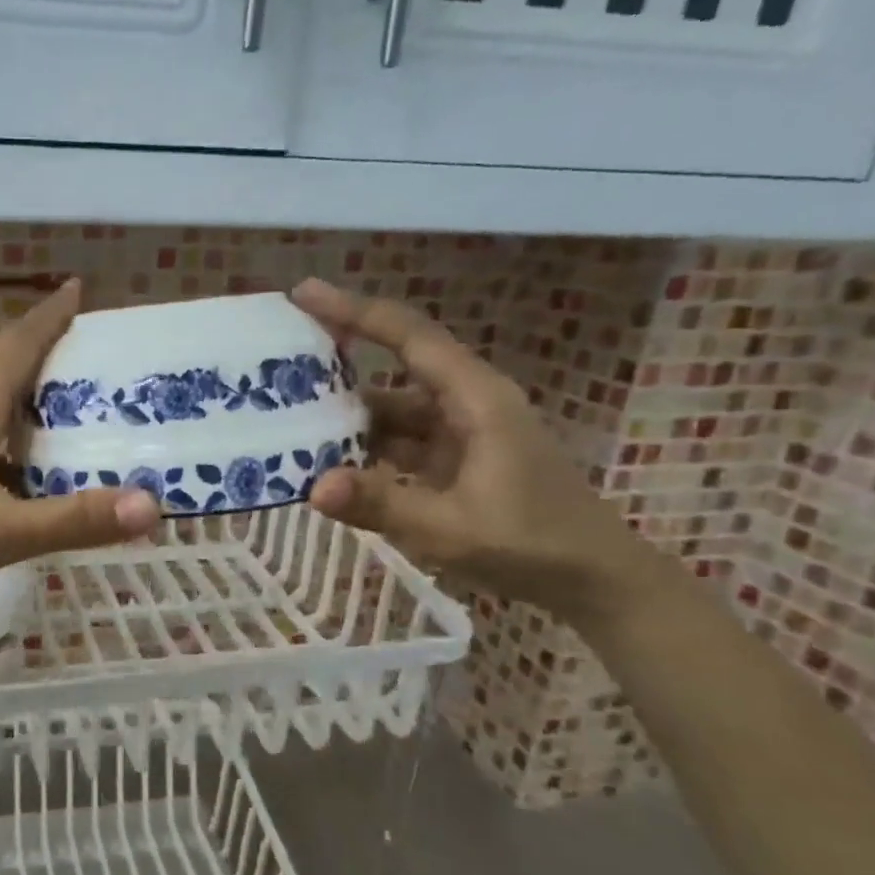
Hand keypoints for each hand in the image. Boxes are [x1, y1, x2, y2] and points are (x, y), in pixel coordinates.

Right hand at [292, 278, 656, 618]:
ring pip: (394, 410)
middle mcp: (467, 404)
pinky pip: (401, 442)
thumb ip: (380, 504)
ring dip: (349, 415)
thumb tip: (313, 487)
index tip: (303, 293)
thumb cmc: (531, 545)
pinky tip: (329, 462)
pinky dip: (366, 448)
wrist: (594, 580)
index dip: (355, 311)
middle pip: (395, 369)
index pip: (409, 337)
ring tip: (291, 418)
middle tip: (280, 364)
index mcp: (475, 399)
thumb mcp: (450, 529)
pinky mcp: (457, 461)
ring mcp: (462, 434)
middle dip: (340, 364)